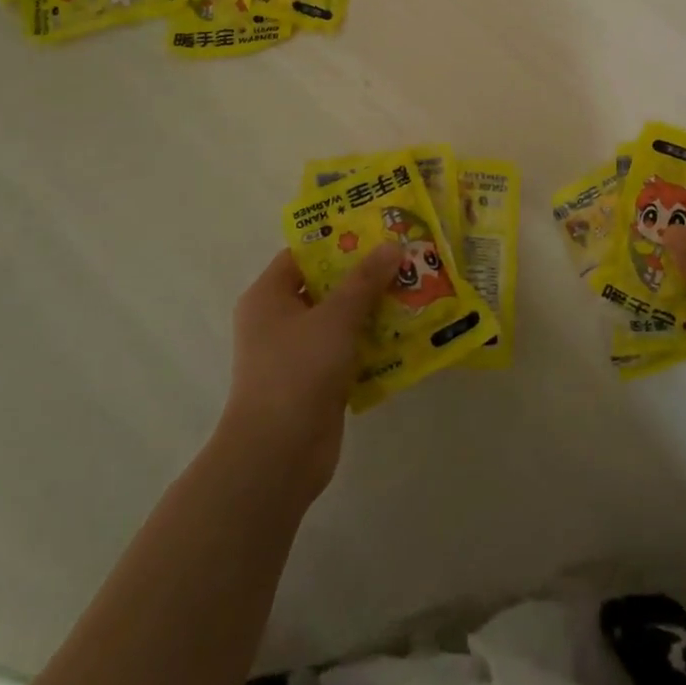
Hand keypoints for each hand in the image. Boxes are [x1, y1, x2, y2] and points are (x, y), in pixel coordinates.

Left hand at [217, 244, 401, 501]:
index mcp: (269, 296)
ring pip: (341, 319)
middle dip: (365, 274)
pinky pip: (348, 350)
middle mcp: (278, 320)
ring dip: (374, 308)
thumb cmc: (298, 371)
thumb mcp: (335, 317)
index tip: (378, 229)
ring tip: (416, 288)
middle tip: (405, 257)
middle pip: (326, 285)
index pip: (303, 254)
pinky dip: (373, 341)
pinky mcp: (316, 381)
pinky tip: (408, 332)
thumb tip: (392, 246)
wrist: (278, 455)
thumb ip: (365, 281)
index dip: (339, 239)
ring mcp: (297, 353)